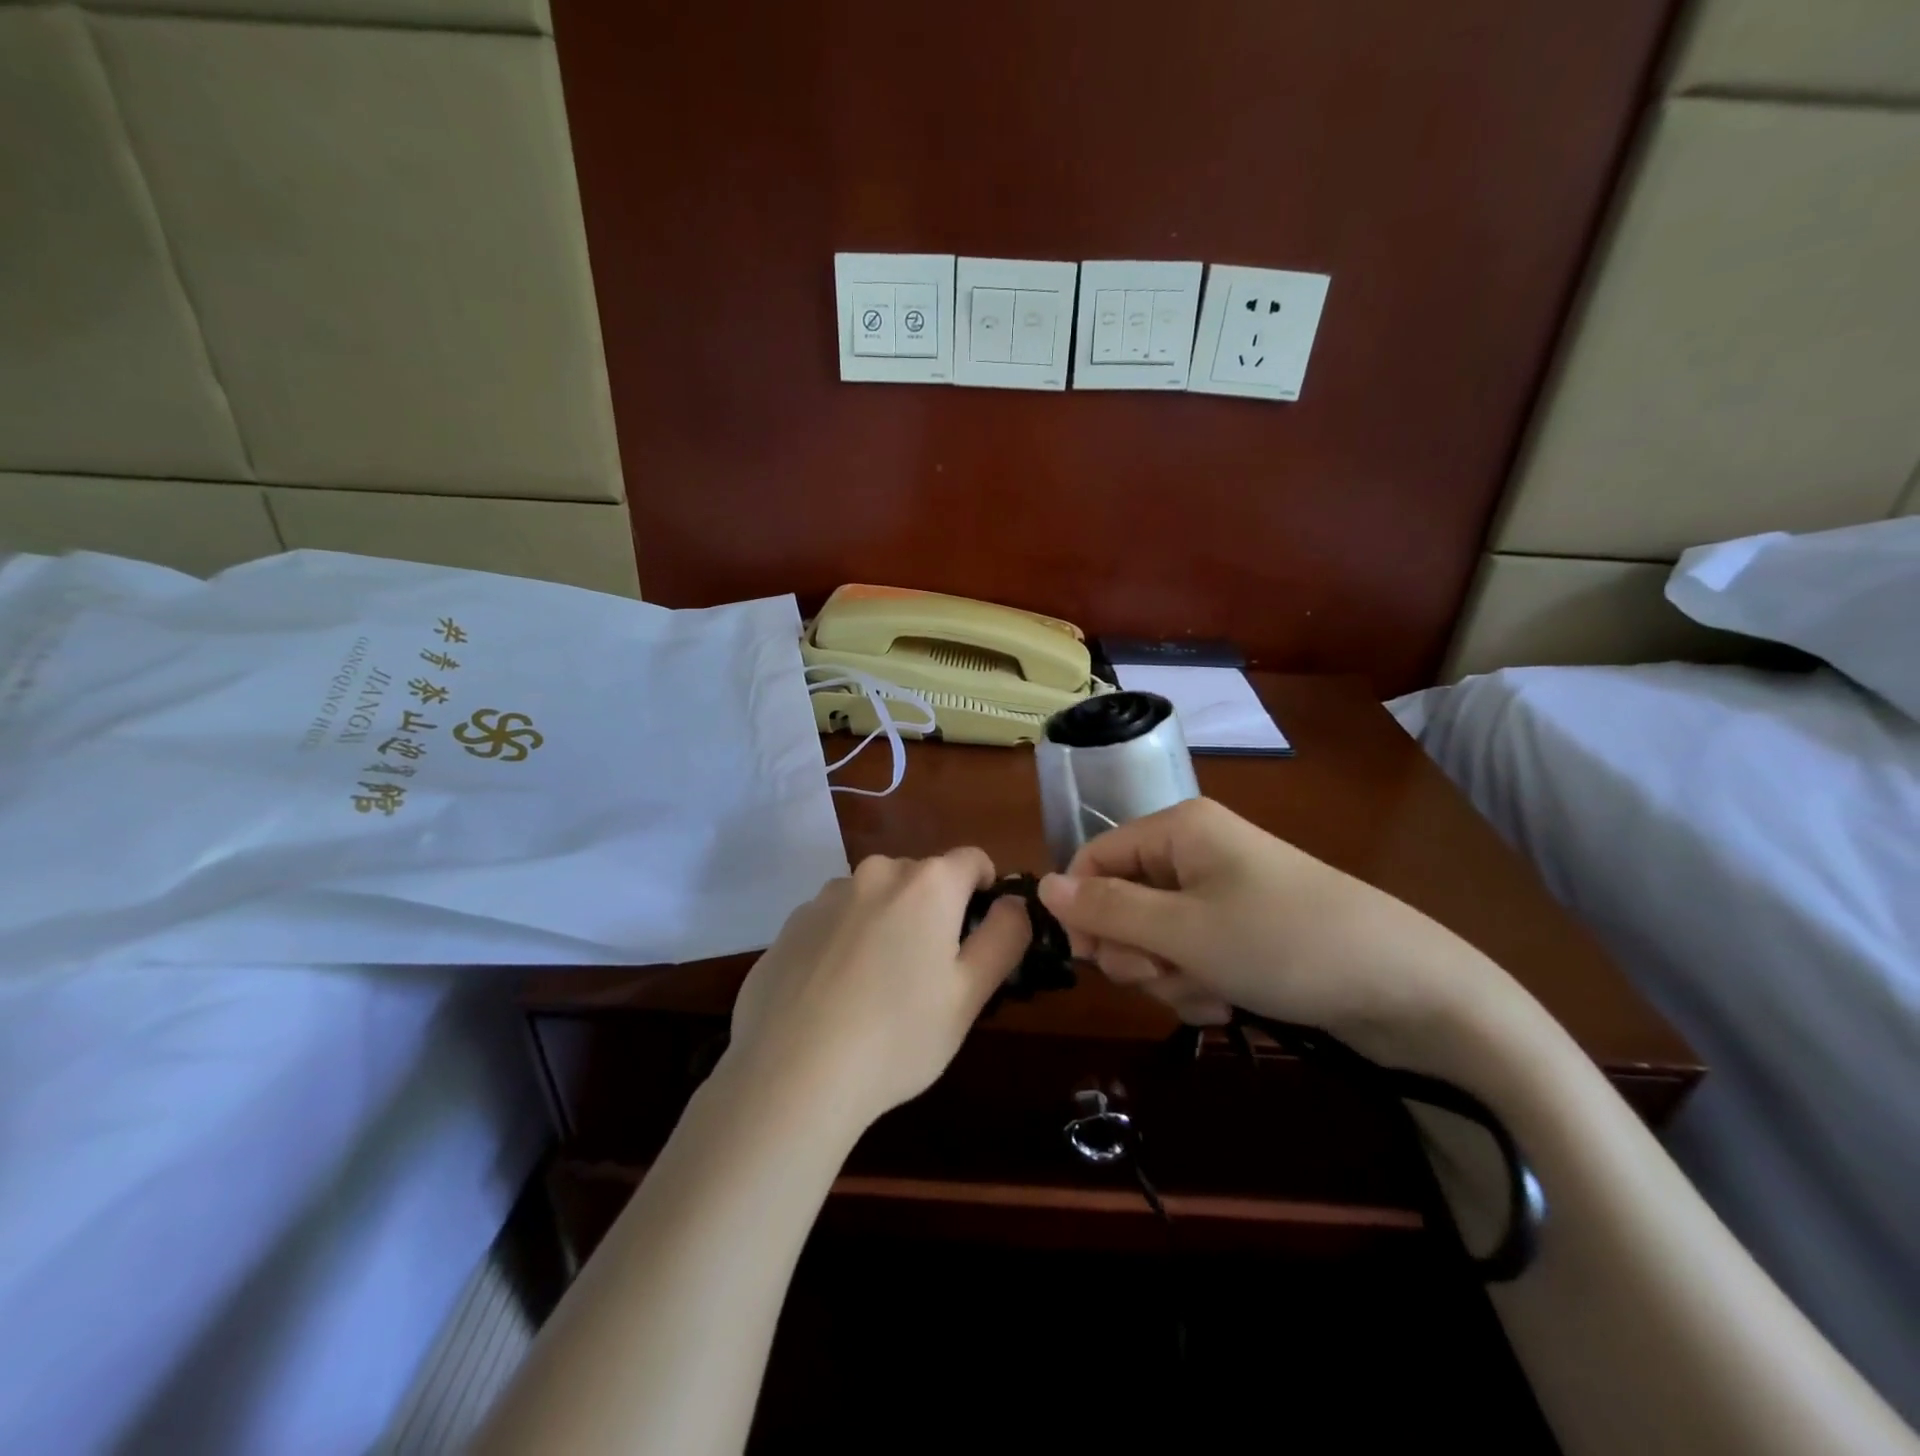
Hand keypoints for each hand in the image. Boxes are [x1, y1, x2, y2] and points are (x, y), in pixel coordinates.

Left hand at [725, 849, 1030, 1133]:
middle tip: (929, 973)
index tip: (978, 935)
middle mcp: (876, 873)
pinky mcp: (791, 923)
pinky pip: (835, 919)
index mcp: (927, 884)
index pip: (972, 860)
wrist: (791, 1075)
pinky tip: (835, 994)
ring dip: (887, 922)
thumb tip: (1015, 902)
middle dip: (934, 910)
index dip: (985, 891)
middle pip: (921, 877)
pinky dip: (845, 940)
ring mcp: (826, 896)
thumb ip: (1004, 937)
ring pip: (875, 897)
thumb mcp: (970, 995)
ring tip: (877, 987)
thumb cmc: (898, 1036)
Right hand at [1036, 799, 1512, 1065]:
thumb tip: (1041, 887)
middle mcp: (1196, 853)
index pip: (1094, 857)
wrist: (1408, 990)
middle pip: (1123, 902)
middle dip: (1138, 950)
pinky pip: (1192, 956)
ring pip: (1155, 938)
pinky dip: (1201, 984)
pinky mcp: (1244, 932)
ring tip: (1214, 990)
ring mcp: (1222, 894)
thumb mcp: (1183, 930)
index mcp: (1178, 829)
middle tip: (1169, 971)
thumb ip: (1106, 911)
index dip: (1083, 908)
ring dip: (1171, 975)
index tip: (1091, 960)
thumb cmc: (1283, 943)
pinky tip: (1232, 1001)